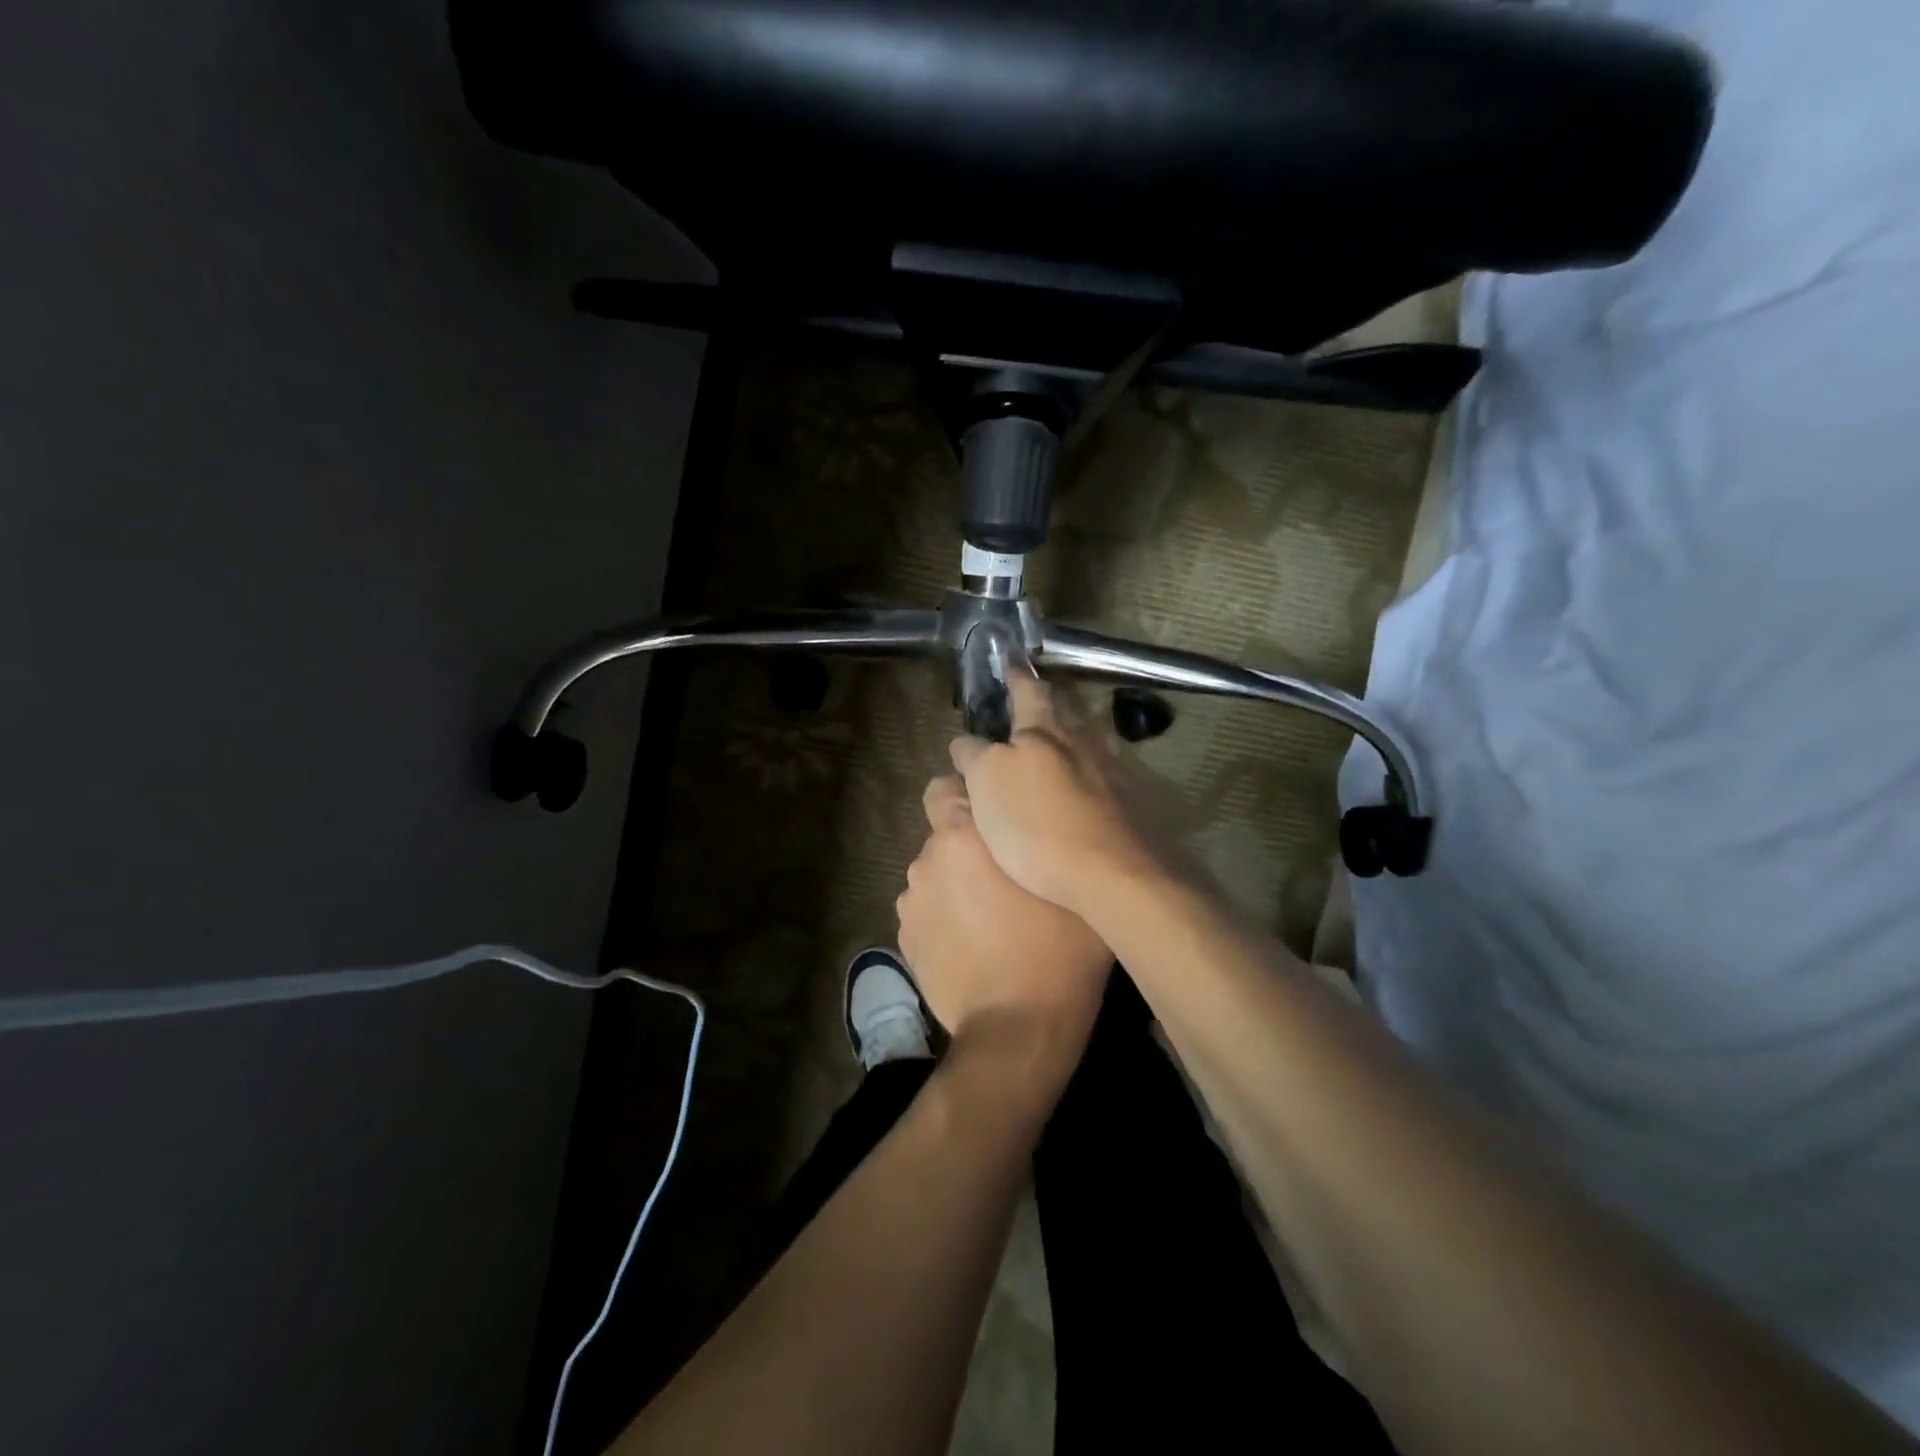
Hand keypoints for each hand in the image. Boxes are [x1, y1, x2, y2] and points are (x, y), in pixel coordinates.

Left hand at [896, 775, 1110, 1073]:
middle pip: (942, 833)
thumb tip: (1038, 825)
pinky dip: (942, 918)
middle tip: (1000, 874)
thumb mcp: (1068, 884)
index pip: (946, 786)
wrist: (1017, 1029)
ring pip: (934, 874)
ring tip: (986, 916)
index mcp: (967, 834)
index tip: (992, 816)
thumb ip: (1042, 840)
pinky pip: (926, 910)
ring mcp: (912, 899)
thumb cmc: (1058, 950)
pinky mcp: (904, 937)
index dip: (966, 797)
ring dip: (953, 883)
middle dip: (965, 844)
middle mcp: (929, 857)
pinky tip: (969, 943)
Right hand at [947, 672, 1163, 915]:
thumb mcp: (987, 783)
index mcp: (1045, 729)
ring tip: (1052, 749)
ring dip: (1068, 739)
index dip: (1015, 677)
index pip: (1028, 689)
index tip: (1008, 664)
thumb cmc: (1037, 824)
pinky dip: (1086, 773)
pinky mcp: (1131, 804)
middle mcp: (1084, 739)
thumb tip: (967, 742)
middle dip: (1045, 706)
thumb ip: (975, 755)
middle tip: (1027, 709)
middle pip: (1064, 711)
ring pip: (1087, 741)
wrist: (1112, 875)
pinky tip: (1080, 791)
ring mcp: (1113, 771)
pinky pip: (1103, 774)